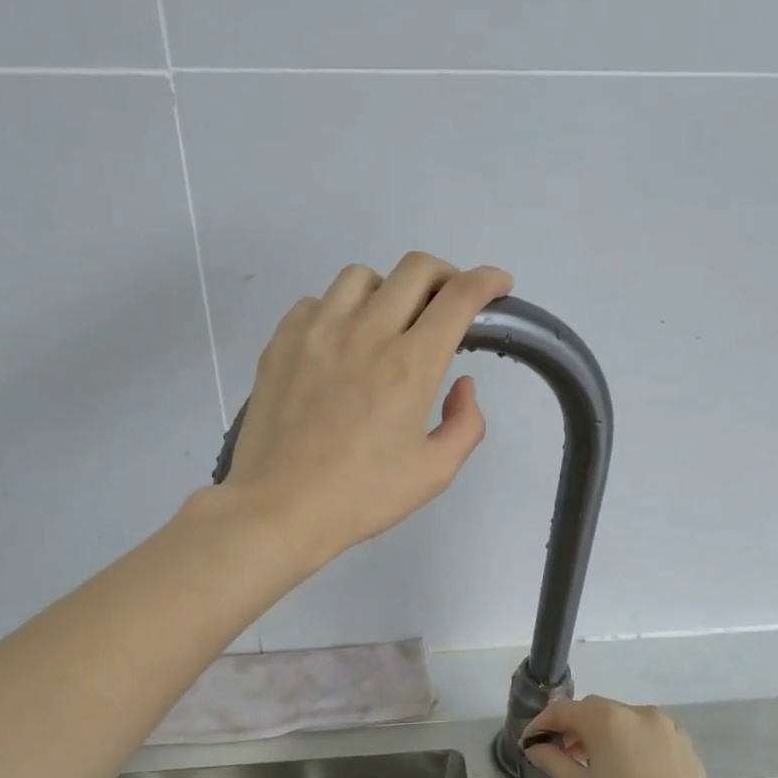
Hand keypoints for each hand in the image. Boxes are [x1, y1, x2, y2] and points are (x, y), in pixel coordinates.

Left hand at [224, 254, 511, 561]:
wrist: (279, 508)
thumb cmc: (361, 497)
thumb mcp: (434, 473)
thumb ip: (465, 424)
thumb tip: (462, 385)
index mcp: (409, 365)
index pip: (458, 297)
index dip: (488, 281)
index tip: (498, 285)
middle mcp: (366, 332)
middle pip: (415, 269)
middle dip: (445, 276)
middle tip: (448, 305)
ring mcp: (317, 331)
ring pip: (362, 277)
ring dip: (388, 290)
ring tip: (388, 324)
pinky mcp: (282, 342)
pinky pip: (317, 302)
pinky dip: (338, 311)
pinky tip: (340, 344)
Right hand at [524, 697, 736, 777]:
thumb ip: (554, 762)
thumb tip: (536, 747)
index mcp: (609, 720)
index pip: (564, 710)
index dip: (542, 724)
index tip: (529, 744)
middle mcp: (638, 713)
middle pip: (594, 710)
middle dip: (572, 728)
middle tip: (558, 755)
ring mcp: (667, 728)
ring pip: (622, 721)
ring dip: (601, 735)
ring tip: (591, 766)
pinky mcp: (685, 745)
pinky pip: (646, 734)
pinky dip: (628, 743)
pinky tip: (625, 772)